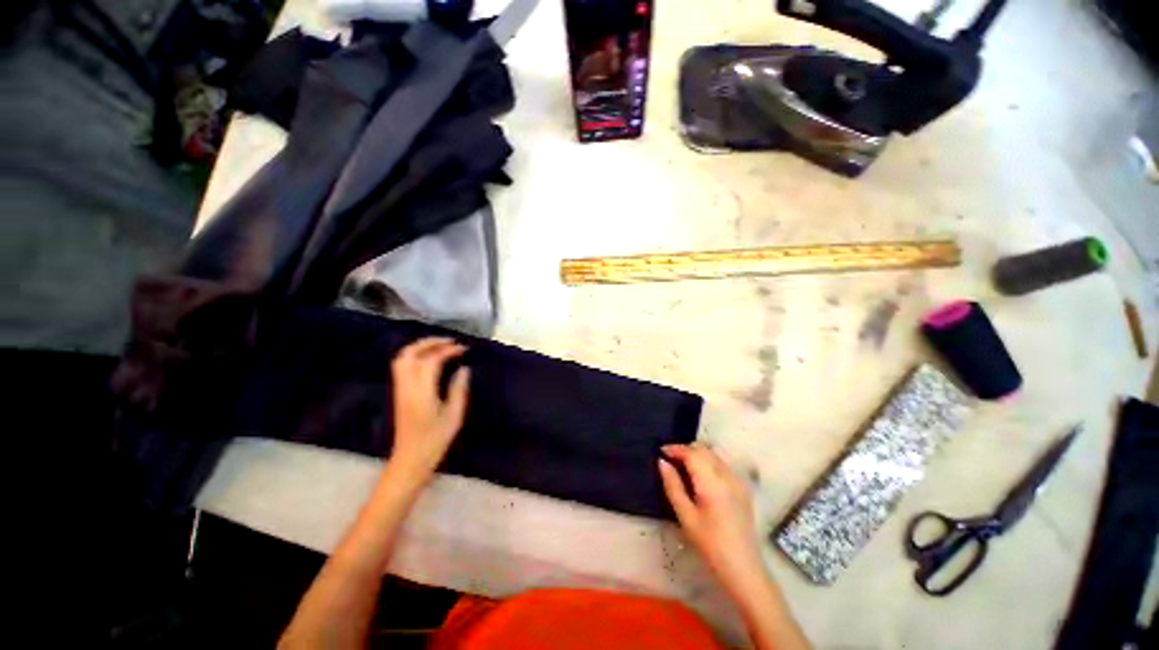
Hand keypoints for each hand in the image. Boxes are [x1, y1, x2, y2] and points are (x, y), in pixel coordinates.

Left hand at [387, 338, 470, 482]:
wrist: (410, 459)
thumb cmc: (435, 440)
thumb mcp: (454, 415)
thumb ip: (458, 389)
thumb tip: (464, 368)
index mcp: (421, 392)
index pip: (431, 360)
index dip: (448, 350)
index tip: (464, 349)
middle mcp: (406, 386)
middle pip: (410, 354)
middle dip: (430, 342)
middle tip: (450, 341)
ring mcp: (399, 389)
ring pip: (402, 358)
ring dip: (420, 347)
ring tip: (440, 346)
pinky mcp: (398, 393)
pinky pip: (401, 366)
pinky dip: (415, 356)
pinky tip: (429, 359)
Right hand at [658, 443, 765, 601]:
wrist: (743, 568)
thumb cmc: (710, 545)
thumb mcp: (686, 517)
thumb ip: (673, 486)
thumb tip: (662, 462)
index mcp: (712, 483)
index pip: (692, 453)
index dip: (675, 449)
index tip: (661, 452)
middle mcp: (727, 475)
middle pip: (704, 450)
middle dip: (686, 450)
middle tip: (670, 459)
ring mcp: (738, 481)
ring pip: (714, 455)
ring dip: (697, 454)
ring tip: (682, 466)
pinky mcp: (743, 488)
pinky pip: (722, 464)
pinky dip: (708, 462)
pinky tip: (700, 476)